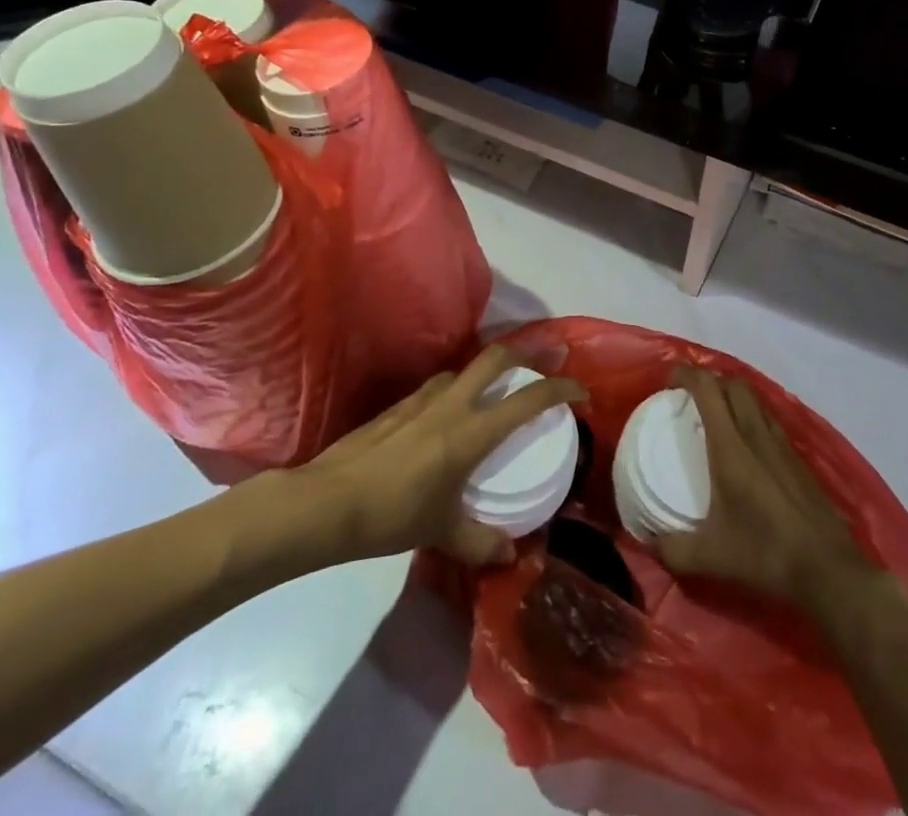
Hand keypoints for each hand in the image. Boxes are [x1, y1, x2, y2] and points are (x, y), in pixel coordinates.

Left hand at [222, 344, 585, 579]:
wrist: (326, 503)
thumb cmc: (392, 515)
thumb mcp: (441, 532)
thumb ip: (478, 541)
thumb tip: (510, 554)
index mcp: (472, 431)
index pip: (529, 399)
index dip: (560, 388)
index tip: (581, 390)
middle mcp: (453, 403)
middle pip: (497, 357)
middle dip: (528, 353)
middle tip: (547, 358)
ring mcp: (423, 399)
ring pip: (465, 368)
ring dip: (487, 371)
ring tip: (495, 389)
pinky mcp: (398, 405)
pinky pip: (439, 386)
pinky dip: (456, 389)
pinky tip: (447, 413)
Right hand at [656, 367, 874, 611]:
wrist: (826, 567)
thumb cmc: (764, 553)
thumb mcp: (710, 557)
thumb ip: (672, 549)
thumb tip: (647, 542)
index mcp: (731, 446)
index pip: (708, 388)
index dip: (686, 374)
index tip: (668, 382)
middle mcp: (756, 433)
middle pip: (733, 384)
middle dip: (709, 380)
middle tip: (690, 398)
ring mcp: (780, 442)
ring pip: (754, 399)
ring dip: (732, 395)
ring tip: (715, 415)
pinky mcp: (797, 457)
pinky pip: (769, 419)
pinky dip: (751, 415)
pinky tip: (746, 443)